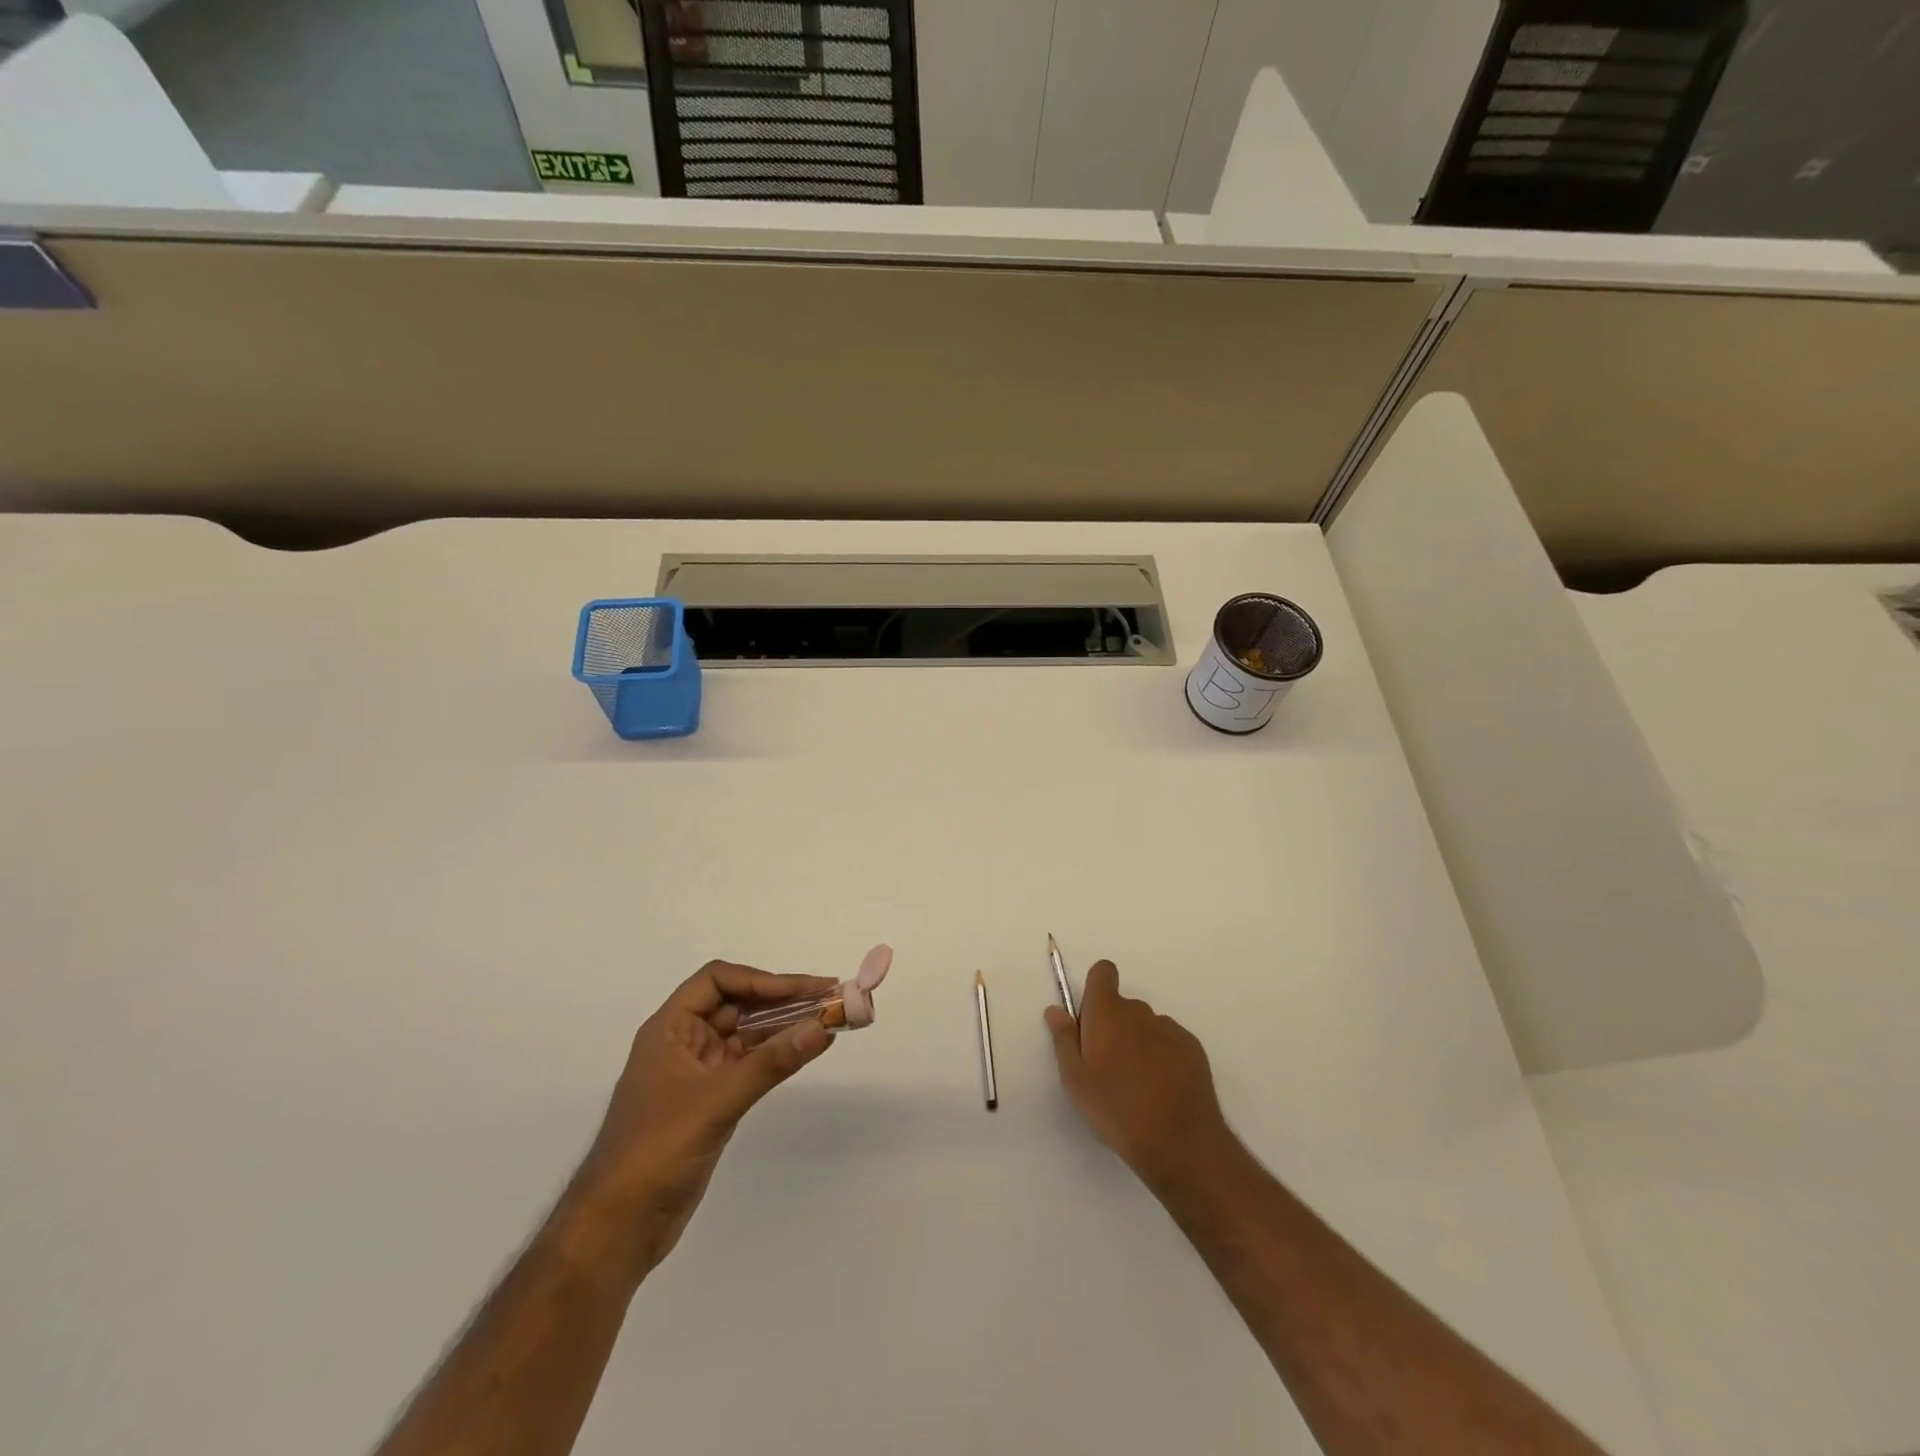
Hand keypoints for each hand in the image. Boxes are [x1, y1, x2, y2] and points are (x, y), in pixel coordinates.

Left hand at [572, 961, 837, 1274]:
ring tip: (828, 1018)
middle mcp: (684, 1042)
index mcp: (670, 1029)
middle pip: (737, 1004)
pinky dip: (777, 1054)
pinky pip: (750, 1064)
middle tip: (830, 996)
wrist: (618, 1227)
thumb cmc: (657, 1150)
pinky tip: (806, 1049)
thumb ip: (772, 1062)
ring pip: (747, 1034)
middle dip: (782, 999)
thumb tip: (823, 1027)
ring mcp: (698, 1073)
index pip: (717, 981)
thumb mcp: (717, 1100)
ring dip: (784, 1025)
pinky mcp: (711, 1101)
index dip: (759, 980)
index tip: (801, 989)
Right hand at [1045, 960, 1233, 1192]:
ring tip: (1138, 1085)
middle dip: (1114, 1026)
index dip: (1095, 989)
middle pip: (1122, 1006)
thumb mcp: (1075, 1080)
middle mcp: (1139, 1012)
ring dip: (1139, 1042)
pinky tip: (1162, 1090)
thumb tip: (1056, 1010)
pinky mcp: (1193, 1048)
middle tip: (1109, 1067)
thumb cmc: (1116, 1110)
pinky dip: (1163, 1056)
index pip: (1103, 972)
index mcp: (1107, 1013)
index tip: (1091, 1020)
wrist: (1180, 1143)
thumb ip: (1064, 1039)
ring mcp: (1169, 1029)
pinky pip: (1169, 1041)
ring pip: (1146, 1026)